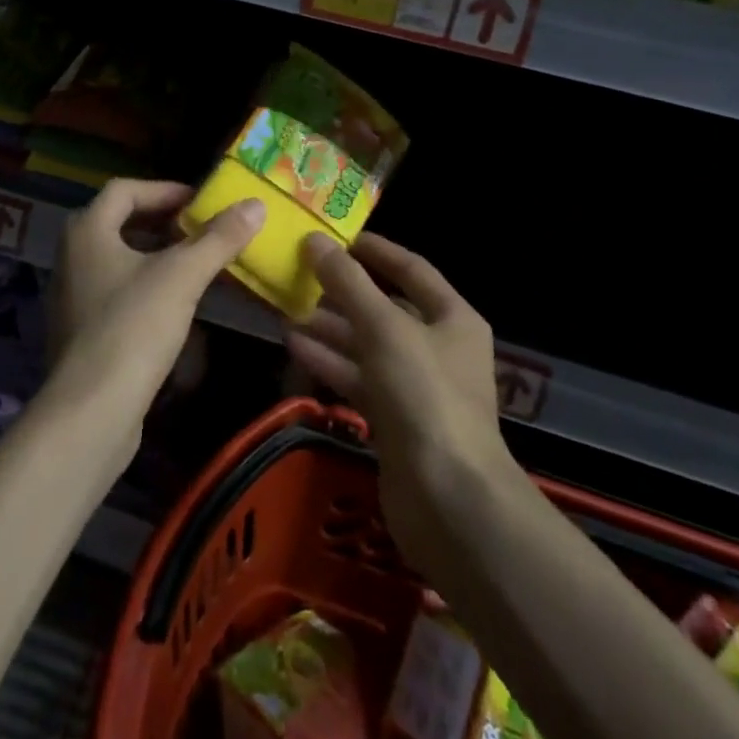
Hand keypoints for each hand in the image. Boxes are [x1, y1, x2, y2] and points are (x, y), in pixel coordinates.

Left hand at [44, 179, 263, 421]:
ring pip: (118, 259)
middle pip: (120, 222)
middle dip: (163, 222)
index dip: (165, 190)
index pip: (125, 190)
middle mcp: (72, 256)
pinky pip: (116, 291)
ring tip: (195, 265)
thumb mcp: (182, 277)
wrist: (91, 411)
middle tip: (202, 230)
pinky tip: (174, 305)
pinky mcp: (80, 330)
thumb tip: (256, 204)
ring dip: (156, 255)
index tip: (201, 203)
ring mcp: (72, 295)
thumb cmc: (133, 328)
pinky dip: (145, 286)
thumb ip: (218, 238)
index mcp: (87, 230)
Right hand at [286, 232, 515, 575]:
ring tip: (287, 310)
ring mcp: (416, 387)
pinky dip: (331, 362)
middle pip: (385, 308)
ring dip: (330, 328)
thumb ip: (348, 283)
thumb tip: (316, 241)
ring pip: (367, 345)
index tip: (335, 238)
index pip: (411, 268)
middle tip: (299, 276)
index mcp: (452, 318)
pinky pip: (359, 378)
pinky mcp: (395, 420)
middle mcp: (438, 347)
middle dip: (342, 293)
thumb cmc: (424, 395)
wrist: (449, 500)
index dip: (374, 250)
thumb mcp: (384, 328)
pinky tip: (295, 346)